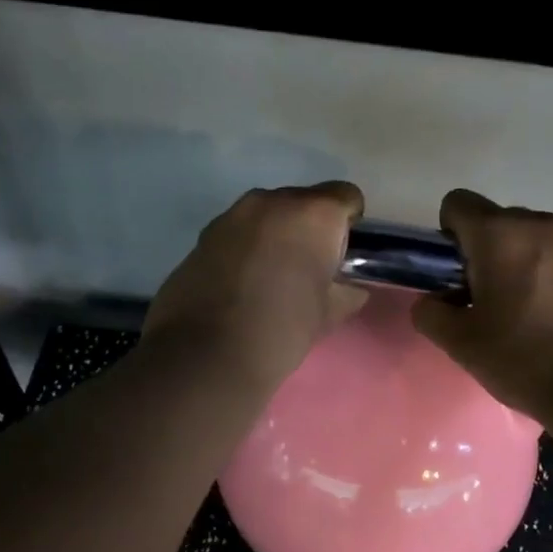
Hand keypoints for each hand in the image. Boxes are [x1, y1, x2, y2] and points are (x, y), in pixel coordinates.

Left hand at [143, 182, 368, 392]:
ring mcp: (232, 215)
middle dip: (310, 229)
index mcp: (313, 214)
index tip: (342, 256)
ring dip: (276, 236)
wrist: (204, 355)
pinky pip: (239, 232)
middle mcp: (272, 201)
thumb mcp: (327, 315)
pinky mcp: (203, 235)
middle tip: (308, 270)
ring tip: (272, 278)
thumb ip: (346, 292)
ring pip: (267, 215)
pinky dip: (247, 248)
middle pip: (303, 202)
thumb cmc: (280, 330)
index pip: (346, 196)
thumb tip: (349, 288)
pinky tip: (242, 284)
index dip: (349, 224)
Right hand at [413, 189, 552, 422]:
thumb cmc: (527, 361)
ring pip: (533, 237)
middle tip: (488, 300)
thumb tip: (434, 300)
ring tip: (527, 310)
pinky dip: (552, 273)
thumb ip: (431, 313)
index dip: (447, 236)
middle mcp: (542, 224)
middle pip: (498, 220)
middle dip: (485, 251)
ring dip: (520, 261)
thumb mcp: (462, 345)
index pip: (458, 203)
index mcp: (501, 235)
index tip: (455, 276)